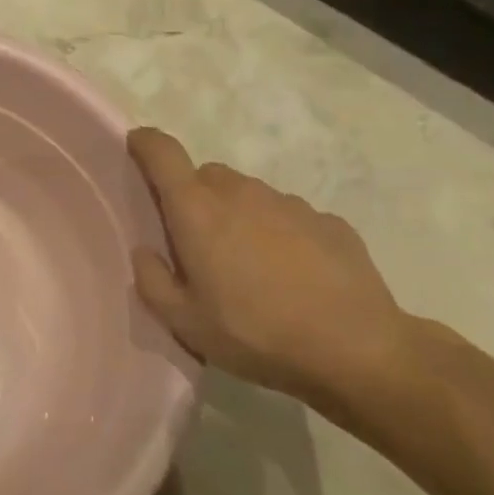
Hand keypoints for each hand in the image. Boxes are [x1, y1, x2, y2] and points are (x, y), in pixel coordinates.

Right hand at [127, 128, 420, 408]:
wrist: (357, 351)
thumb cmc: (255, 333)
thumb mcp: (184, 323)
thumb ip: (152, 281)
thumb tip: (146, 252)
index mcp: (197, 210)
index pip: (163, 152)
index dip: (145, 143)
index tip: (137, 147)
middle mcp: (241, 193)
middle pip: (206, 176)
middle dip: (194, 198)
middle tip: (198, 244)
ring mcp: (289, 203)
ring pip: (248, 195)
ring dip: (238, 217)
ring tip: (250, 268)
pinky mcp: (328, 221)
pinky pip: (289, 217)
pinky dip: (280, 235)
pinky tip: (294, 277)